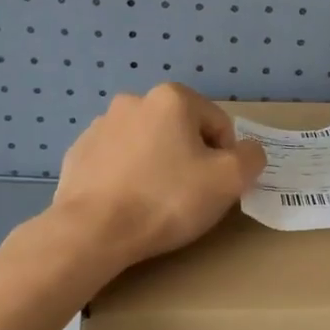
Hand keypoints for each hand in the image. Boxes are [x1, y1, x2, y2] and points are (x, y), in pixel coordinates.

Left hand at [50, 83, 266, 270]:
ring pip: (148, 145)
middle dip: (190, 159)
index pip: (219, 125)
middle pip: (182, 131)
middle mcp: (134, 100)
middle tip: (189, 196)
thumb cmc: (167, 199)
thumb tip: (247, 152)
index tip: (215, 187)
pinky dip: (128, 177)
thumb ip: (251, 157)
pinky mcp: (78, 153)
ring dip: (158, 165)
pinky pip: (118, 161)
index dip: (227, 158)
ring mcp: (100, 126)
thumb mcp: (230, 179)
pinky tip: (128, 204)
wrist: (92, 231)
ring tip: (156, 202)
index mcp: (172, 98)